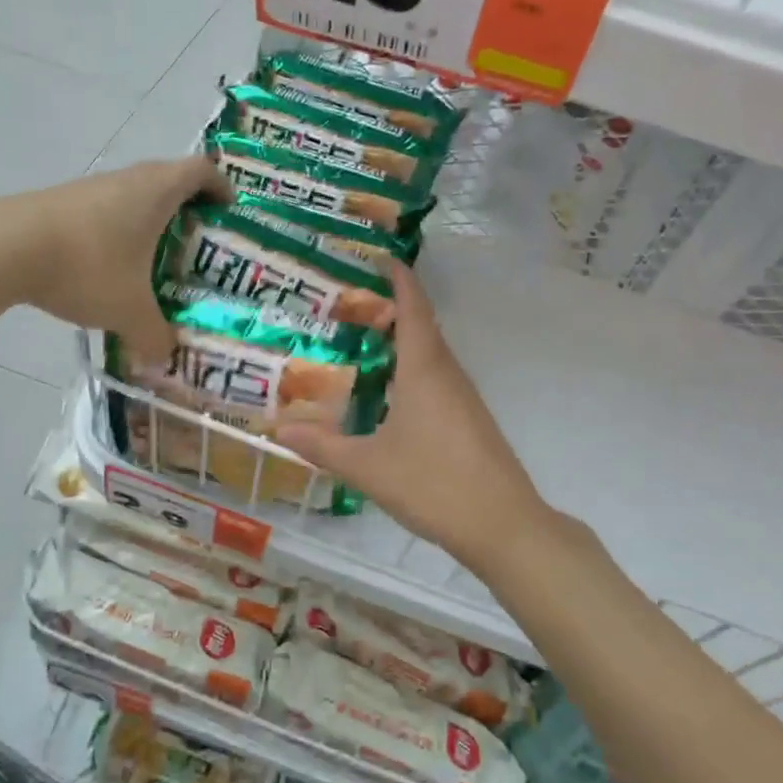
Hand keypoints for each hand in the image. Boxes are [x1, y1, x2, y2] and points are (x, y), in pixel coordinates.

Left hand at [15, 158, 226, 362]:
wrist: (4, 248)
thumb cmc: (88, 266)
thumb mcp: (129, 311)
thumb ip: (154, 336)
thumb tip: (165, 360)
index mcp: (158, 190)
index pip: (203, 170)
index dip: (221, 188)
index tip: (228, 215)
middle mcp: (129, 179)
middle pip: (170, 181)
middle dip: (189, 212)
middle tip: (199, 249)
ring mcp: (92, 188)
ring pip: (134, 198)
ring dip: (150, 224)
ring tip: (157, 264)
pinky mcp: (63, 203)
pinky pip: (106, 212)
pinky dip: (118, 234)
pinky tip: (111, 271)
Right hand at [273, 261, 564, 575]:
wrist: (503, 525)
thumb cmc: (434, 484)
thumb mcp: (368, 467)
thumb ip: (323, 446)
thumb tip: (279, 428)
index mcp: (425, 369)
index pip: (413, 307)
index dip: (398, 277)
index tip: (378, 256)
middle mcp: (448, 374)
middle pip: (421, 327)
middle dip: (389, 310)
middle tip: (347, 308)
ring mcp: (464, 398)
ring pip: (430, 356)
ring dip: (400, 343)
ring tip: (361, 346)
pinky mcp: (470, 421)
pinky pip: (436, 380)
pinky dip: (410, 372)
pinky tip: (389, 397)